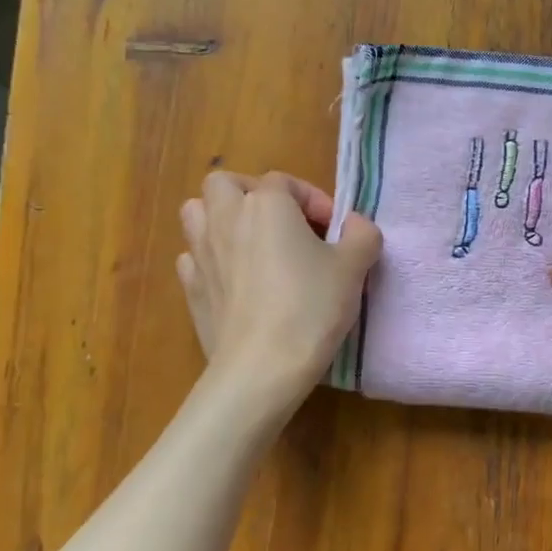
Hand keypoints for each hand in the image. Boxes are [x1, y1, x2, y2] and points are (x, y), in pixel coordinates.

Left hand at [177, 171, 381, 414]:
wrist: (261, 367)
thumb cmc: (311, 307)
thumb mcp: (354, 268)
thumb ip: (361, 235)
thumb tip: (354, 224)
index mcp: (266, 204)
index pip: (287, 182)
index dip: (314, 201)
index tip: (335, 232)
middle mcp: (226, 218)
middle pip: (225, 184)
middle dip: (252, 195)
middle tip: (282, 225)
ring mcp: (200, 253)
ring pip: (197, 213)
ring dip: (221, 219)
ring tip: (251, 245)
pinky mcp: (190, 288)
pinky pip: (193, 257)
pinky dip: (210, 259)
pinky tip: (233, 281)